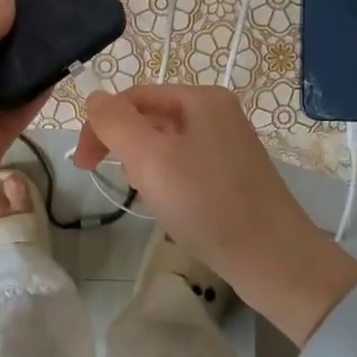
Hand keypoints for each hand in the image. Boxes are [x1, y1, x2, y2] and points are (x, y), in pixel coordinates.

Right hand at [73, 85, 356, 338]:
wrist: (273, 260)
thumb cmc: (207, 203)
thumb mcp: (151, 159)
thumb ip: (116, 123)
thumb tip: (95, 97)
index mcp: (201, 98)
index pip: (134, 96)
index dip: (101, 124)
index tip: (82, 164)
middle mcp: (218, 112)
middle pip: (150, 116)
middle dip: (122, 143)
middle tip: (103, 177)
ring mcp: (229, 143)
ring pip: (166, 141)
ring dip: (142, 162)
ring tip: (140, 192)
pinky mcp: (233, 173)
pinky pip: (186, 162)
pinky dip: (166, 177)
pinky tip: (166, 202)